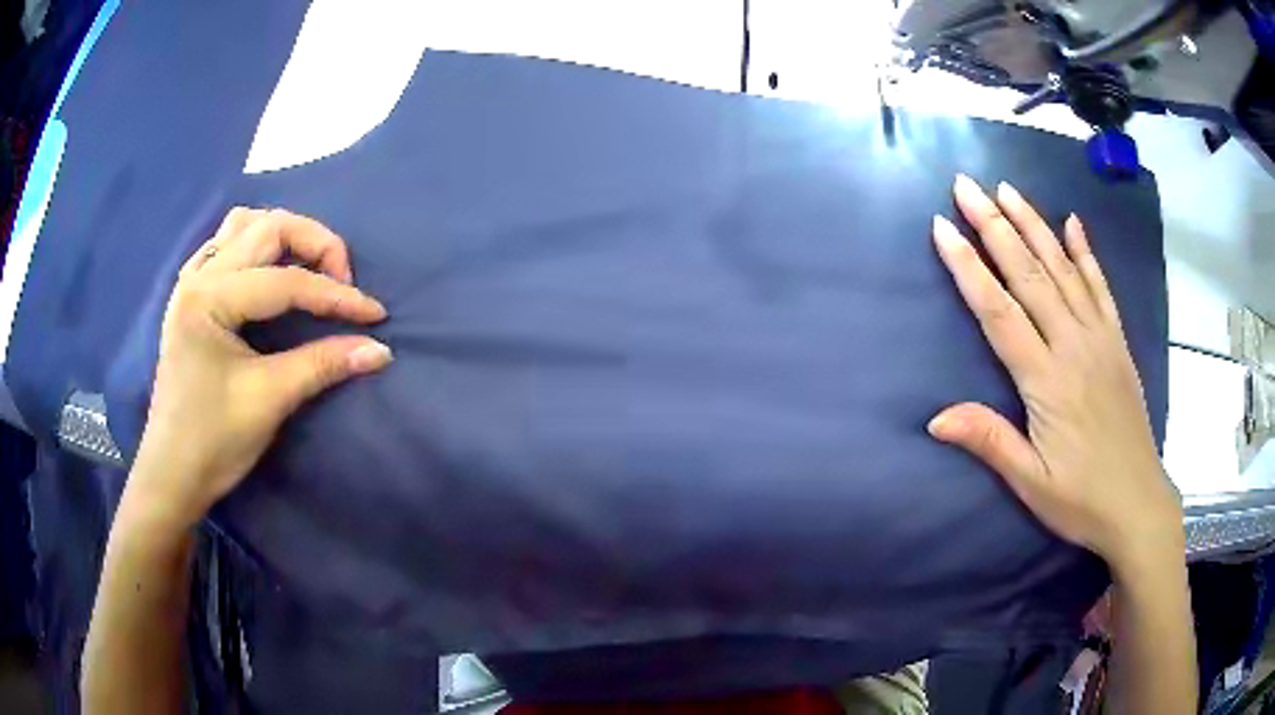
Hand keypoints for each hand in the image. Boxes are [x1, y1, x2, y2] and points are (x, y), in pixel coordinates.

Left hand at [126, 208, 391, 531]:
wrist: (172, 475)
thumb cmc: (213, 441)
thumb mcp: (269, 400)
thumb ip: (323, 365)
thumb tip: (378, 350)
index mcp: (210, 298)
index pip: (285, 281)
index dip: (336, 296)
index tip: (375, 315)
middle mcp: (199, 276)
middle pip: (267, 227)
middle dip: (315, 244)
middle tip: (341, 282)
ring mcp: (191, 283)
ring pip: (244, 226)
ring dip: (283, 237)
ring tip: (307, 269)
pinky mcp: (190, 298)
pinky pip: (225, 247)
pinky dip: (255, 249)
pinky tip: (266, 273)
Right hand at [928, 175, 1181, 573]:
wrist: (1138, 505)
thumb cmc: (1081, 499)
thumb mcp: (1031, 483)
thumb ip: (990, 442)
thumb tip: (936, 418)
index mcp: (1048, 381)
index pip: (1000, 312)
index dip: (969, 267)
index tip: (942, 227)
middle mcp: (1074, 346)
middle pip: (1030, 275)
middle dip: (995, 225)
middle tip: (966, 185)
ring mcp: (1100, 339)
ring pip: (1063, 269)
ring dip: (1033, 225)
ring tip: (1007, 189)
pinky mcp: (1117, 343)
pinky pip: (1100, 288)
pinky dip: (1086, 252)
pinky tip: (1073, 222)